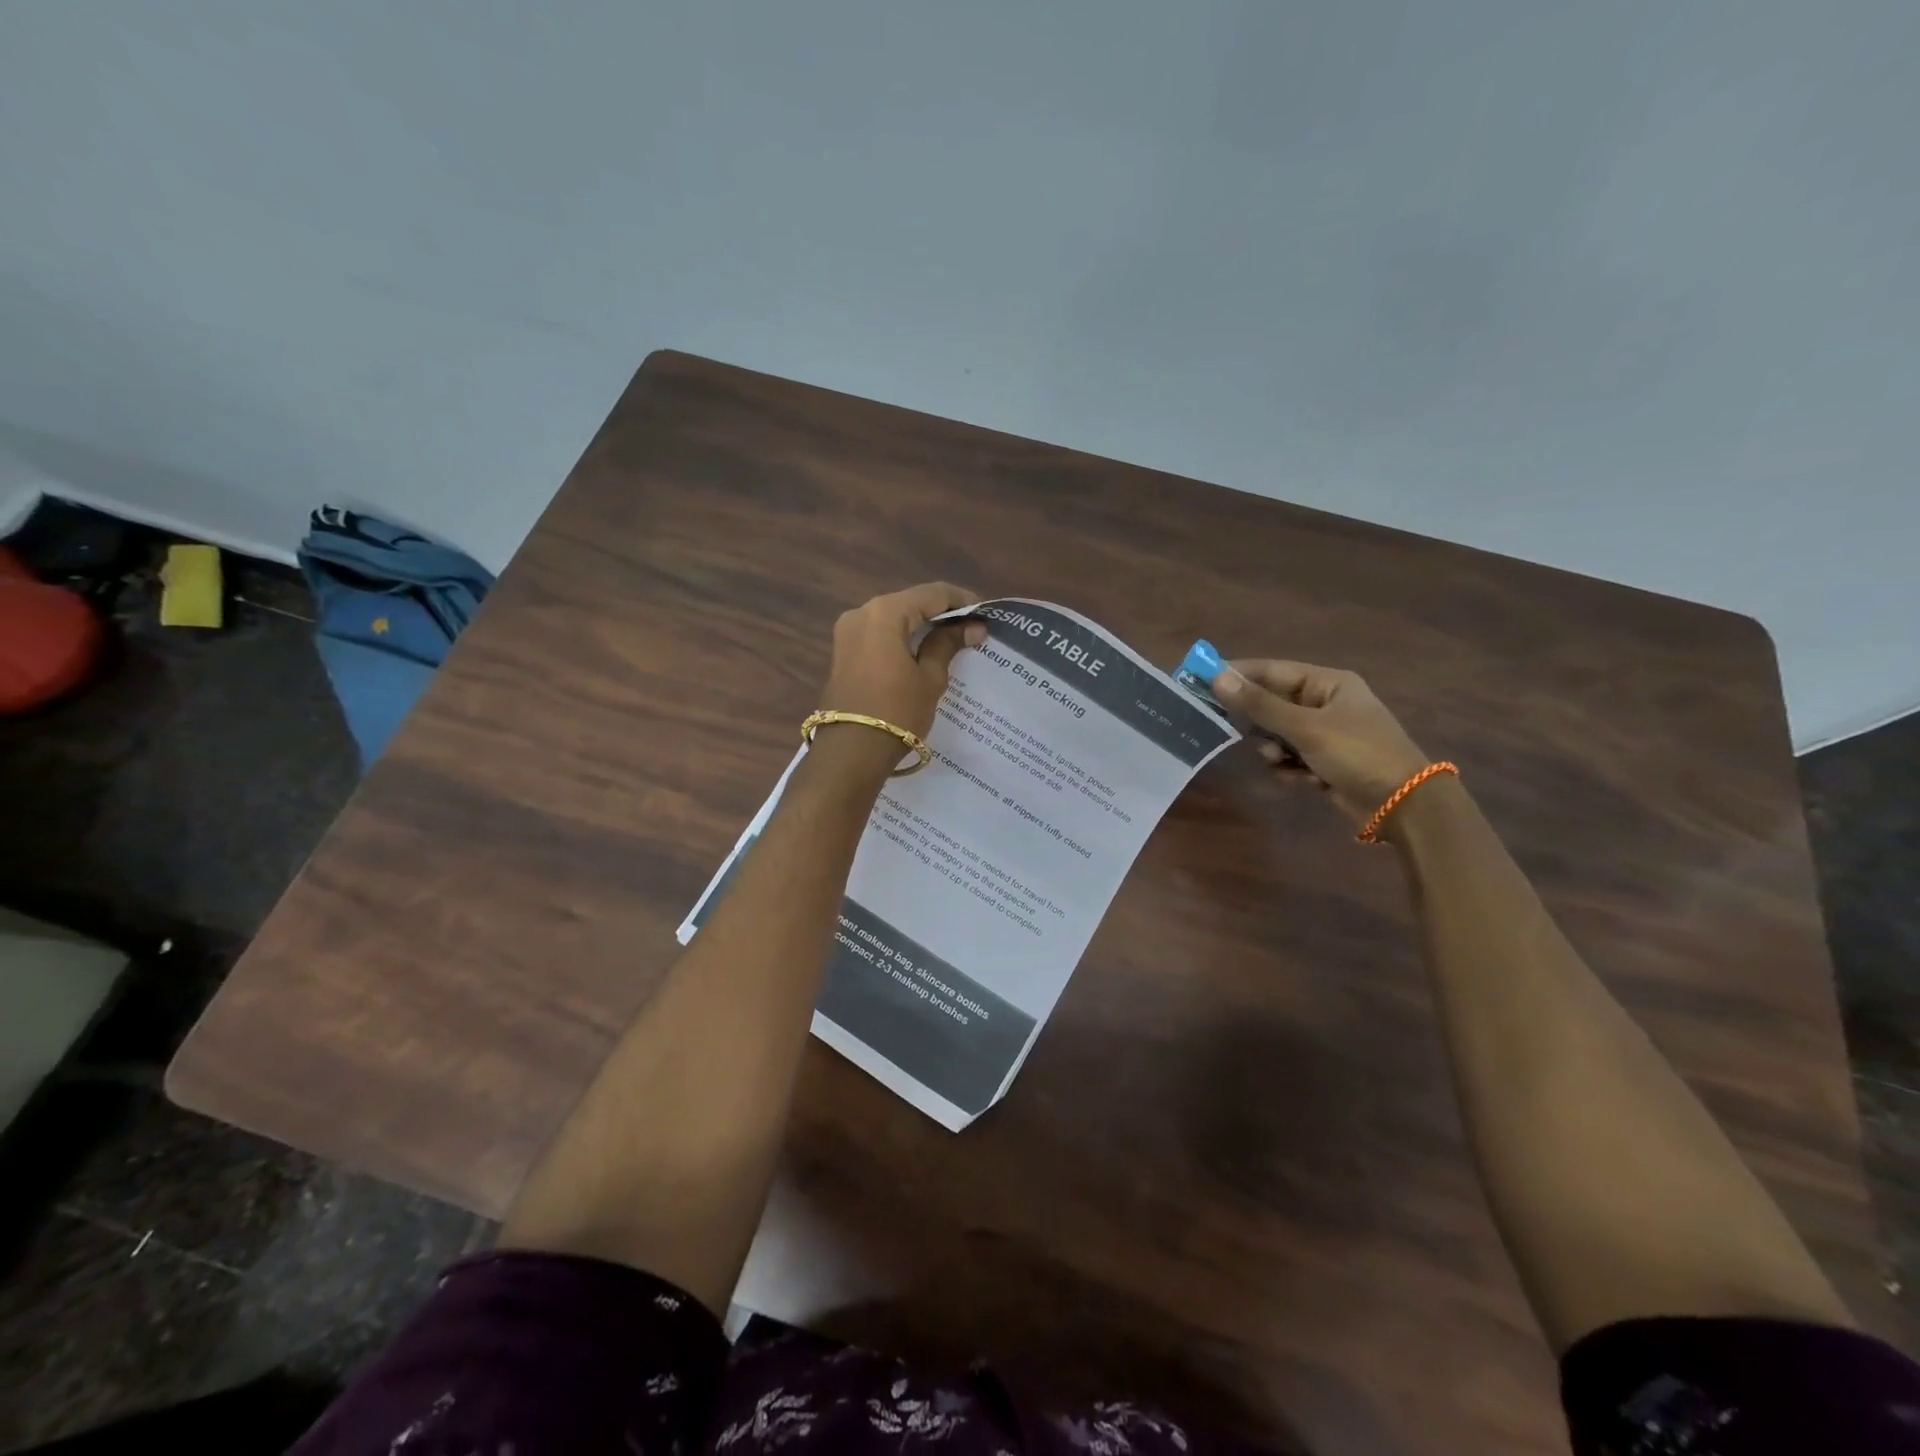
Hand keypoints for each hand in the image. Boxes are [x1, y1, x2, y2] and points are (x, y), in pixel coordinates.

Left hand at [820, 583, 985, 746]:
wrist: (852, 750)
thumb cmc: (897, 711)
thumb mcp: (929, 677)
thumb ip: (947, 644)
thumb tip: (972, 627)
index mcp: (884, 612)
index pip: (931, 593)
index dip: (961, 601)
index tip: (985, 614)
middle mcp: (862, 612)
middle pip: (910, 602)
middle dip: (941, 613)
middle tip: (971, 628)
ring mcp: (848, 632)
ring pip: (894, 618)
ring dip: (921, 626)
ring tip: (952, 640)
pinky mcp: (843, 651)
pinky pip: (880, 634)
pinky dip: (903, 638)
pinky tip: (924, 651)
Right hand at [1211, 659, 1431, 825]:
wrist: (1403, 805)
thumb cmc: (1358, 754)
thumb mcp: (1306, 727)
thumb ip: (1260, 705)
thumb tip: (1217, 678)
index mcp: (1329, 683)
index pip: (1273, 670)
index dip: (1239, 674)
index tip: (1203, 680)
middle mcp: (1326, 703)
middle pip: (1273, 703)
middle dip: (1258, 721)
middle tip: (1231, 729)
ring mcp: (1326, 733)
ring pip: (1277, 733)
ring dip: (1273, 748)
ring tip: (1280, 760)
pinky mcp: (1325, 760)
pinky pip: (1290, 756)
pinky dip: (1288, 767)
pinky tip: (1298, 779)